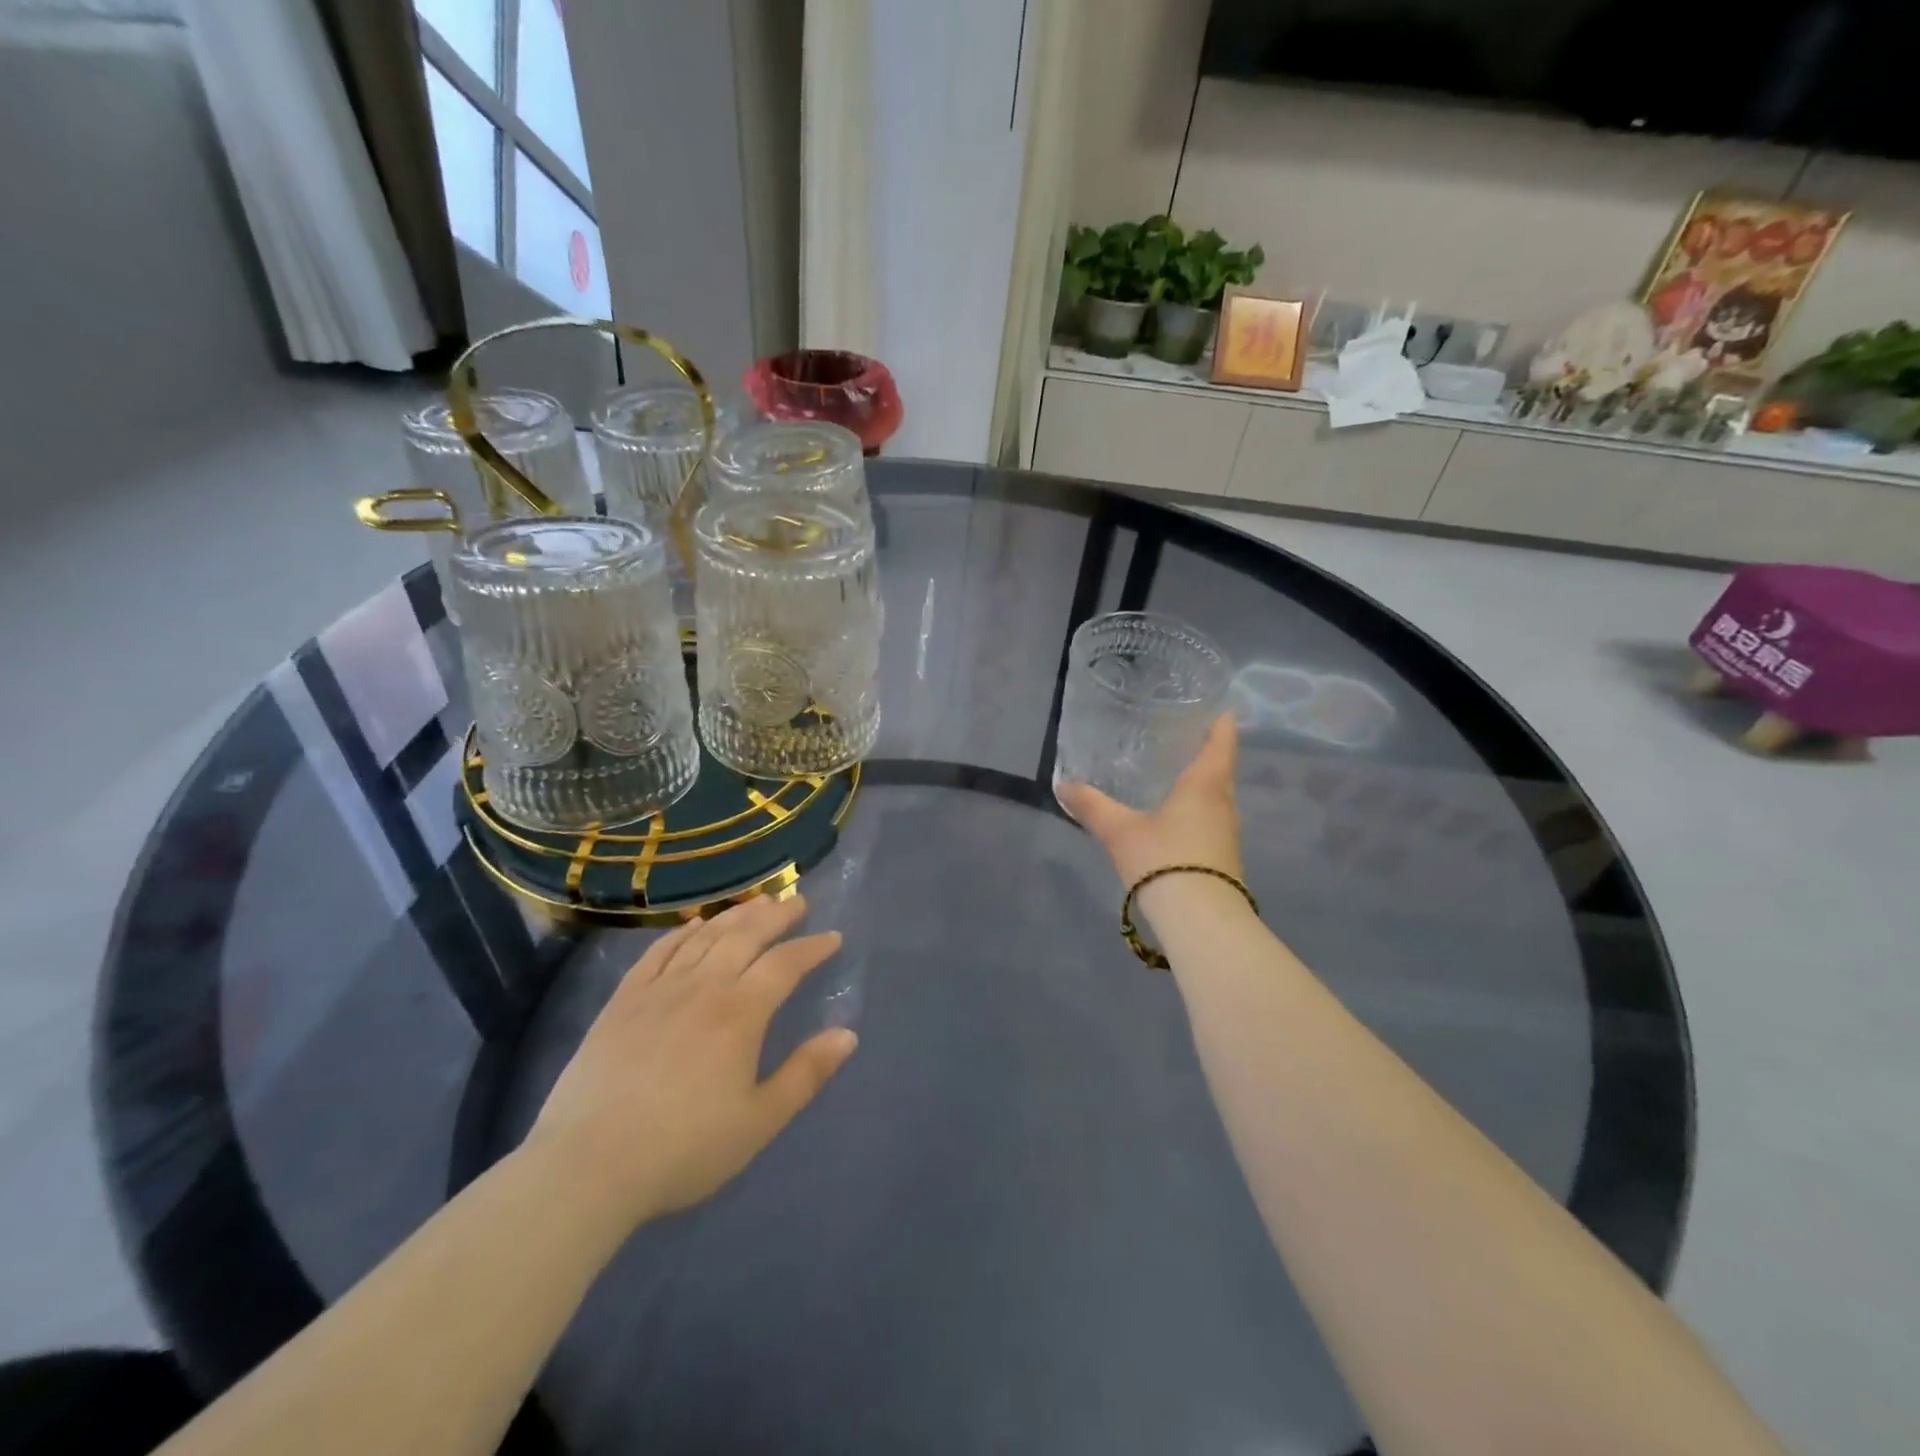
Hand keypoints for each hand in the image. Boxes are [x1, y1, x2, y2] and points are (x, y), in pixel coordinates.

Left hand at [525, 894, 857, 1230]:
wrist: (587, 1167)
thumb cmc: (683, 1150)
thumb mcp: (759, 1122)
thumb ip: (806, 1074)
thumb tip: (848, 1034)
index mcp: (740, 1013)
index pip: (785, 964)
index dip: (813, 947)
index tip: (833, 938)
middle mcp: (703, 987)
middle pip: (745, 935)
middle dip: (776, 914)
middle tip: (797, 901)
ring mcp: (659, 989)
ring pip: (704, 936)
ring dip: (736, 914)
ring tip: (757, 903)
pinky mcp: (623, 1000)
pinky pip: (659, 951)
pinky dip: (683, 932)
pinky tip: (694, 925)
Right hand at [1056, 713, 1243, 887]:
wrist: (1200, 921)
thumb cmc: (1163, 860)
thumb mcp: (1119, 831)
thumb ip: (1092, 806)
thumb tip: (1063, 785)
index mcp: (1204, 784)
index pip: (1221, 741)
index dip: (1220, 721)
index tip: (1216, 705)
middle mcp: (1223, 803)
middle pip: (1220, 768)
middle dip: (1205, 752)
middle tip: (1180, 737)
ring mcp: (1227, 833)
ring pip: (1217, 797)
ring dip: (1202, 783)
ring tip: (1173, 774)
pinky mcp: (1224, 858)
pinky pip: (1212, 821)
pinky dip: (1197, 810)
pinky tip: (1175, 818)